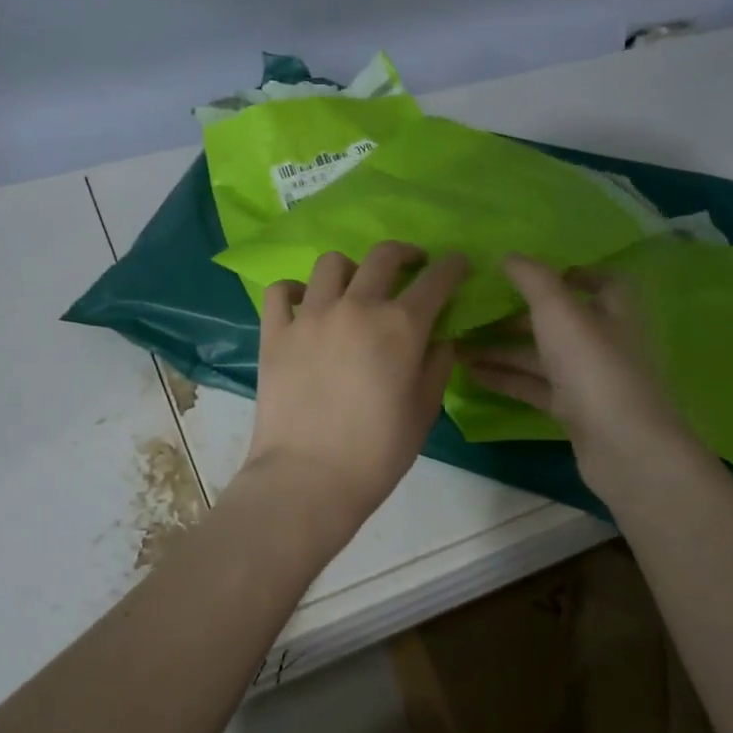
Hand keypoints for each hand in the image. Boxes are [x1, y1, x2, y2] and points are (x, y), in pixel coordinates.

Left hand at [240, 242, 470, 545]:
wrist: (307, 478)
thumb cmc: (376, 453)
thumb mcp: (424, 412)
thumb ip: (436, 365)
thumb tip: (438, 338)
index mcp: (400, 326)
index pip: (436, 280)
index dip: (452, 267)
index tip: (458, 264)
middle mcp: (356, 307)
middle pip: (383, 256)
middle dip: (405, 254)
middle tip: (411, 265)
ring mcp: (310, 315)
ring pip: (331, 264)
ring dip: (351, 269)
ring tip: (354, 287)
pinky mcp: (275, 331)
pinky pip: (281, 291)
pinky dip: (295, 290)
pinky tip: (303, 304)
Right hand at [458, 254, 698, 500]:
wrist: (623, 447)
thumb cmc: (594, 367)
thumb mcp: (559, 312)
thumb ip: (533, 279)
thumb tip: (508, 255)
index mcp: (613, 310)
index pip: (602, 281)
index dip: (571, 273)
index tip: (529, 273)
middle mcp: (604, 341)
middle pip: (558, 320)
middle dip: (516, 315)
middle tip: (475, 310)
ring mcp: (589, 379)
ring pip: (540, 355)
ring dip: (502, 348)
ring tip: (458, 344)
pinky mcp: (574, 410)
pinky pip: (534, 386)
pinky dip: (506, 378)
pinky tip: (471, 373)